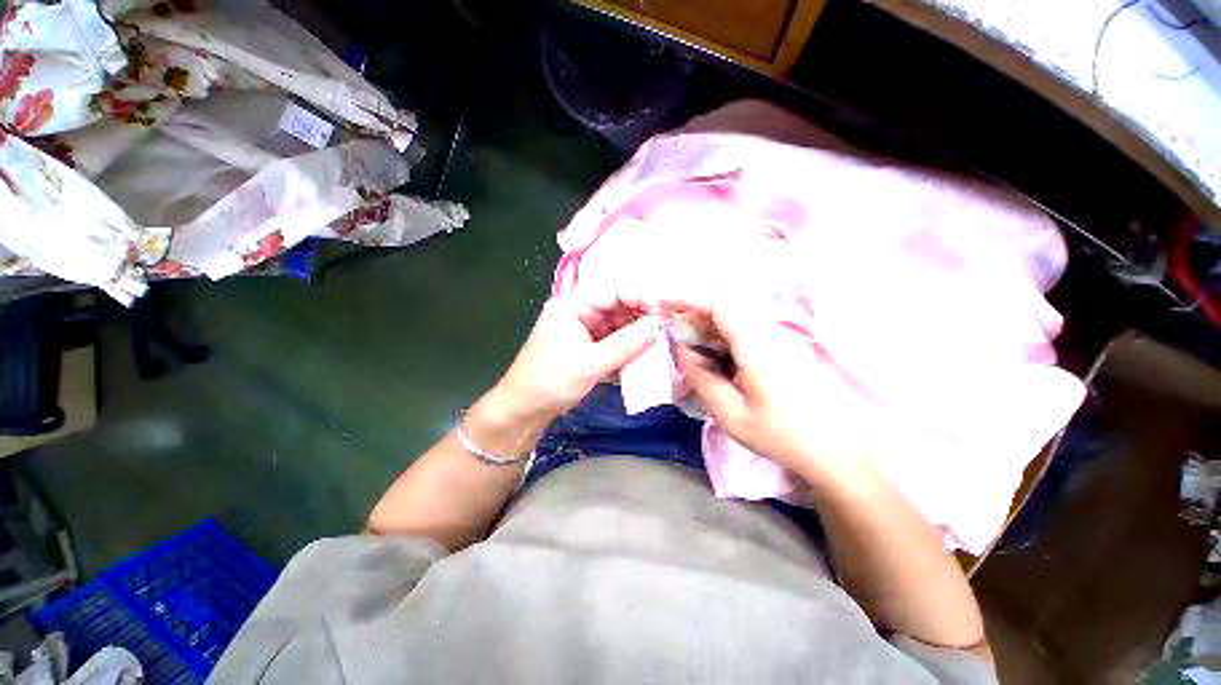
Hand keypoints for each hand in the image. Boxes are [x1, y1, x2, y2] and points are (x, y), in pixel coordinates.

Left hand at [490, 290, 659, 423]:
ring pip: (618, 327)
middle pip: (617, 309)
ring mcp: (584, 332)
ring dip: (637, 335)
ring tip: (661, 342)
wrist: (524, 411)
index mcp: (573, 307)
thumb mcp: (590, 363)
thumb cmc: (551, 381)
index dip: (638, 298)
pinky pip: (613, 343)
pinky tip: (645, 355)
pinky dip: (628, 349)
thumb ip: (626, 344)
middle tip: (667, 328)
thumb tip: (657, 327)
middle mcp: (580, 314)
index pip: (612, 292)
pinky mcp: (588, 350)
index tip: (662, 311)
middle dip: (641, 318)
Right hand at [667, 296, 866, 478]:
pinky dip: (722, 335)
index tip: (664, 305)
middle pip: (727, 308)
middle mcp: (771, 335)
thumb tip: (682, 349)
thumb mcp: (731, 414)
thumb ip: (702, 377)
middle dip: (694, 313)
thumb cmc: (780, 436)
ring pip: (736, 318)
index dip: (690, 300)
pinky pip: (746, 330)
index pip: (721, 306)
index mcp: (758, 348)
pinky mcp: (783, 348)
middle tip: (671, 330)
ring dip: (708, 324)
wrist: (834, 450)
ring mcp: (780, 340)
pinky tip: (713, 354)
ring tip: (687, 344)